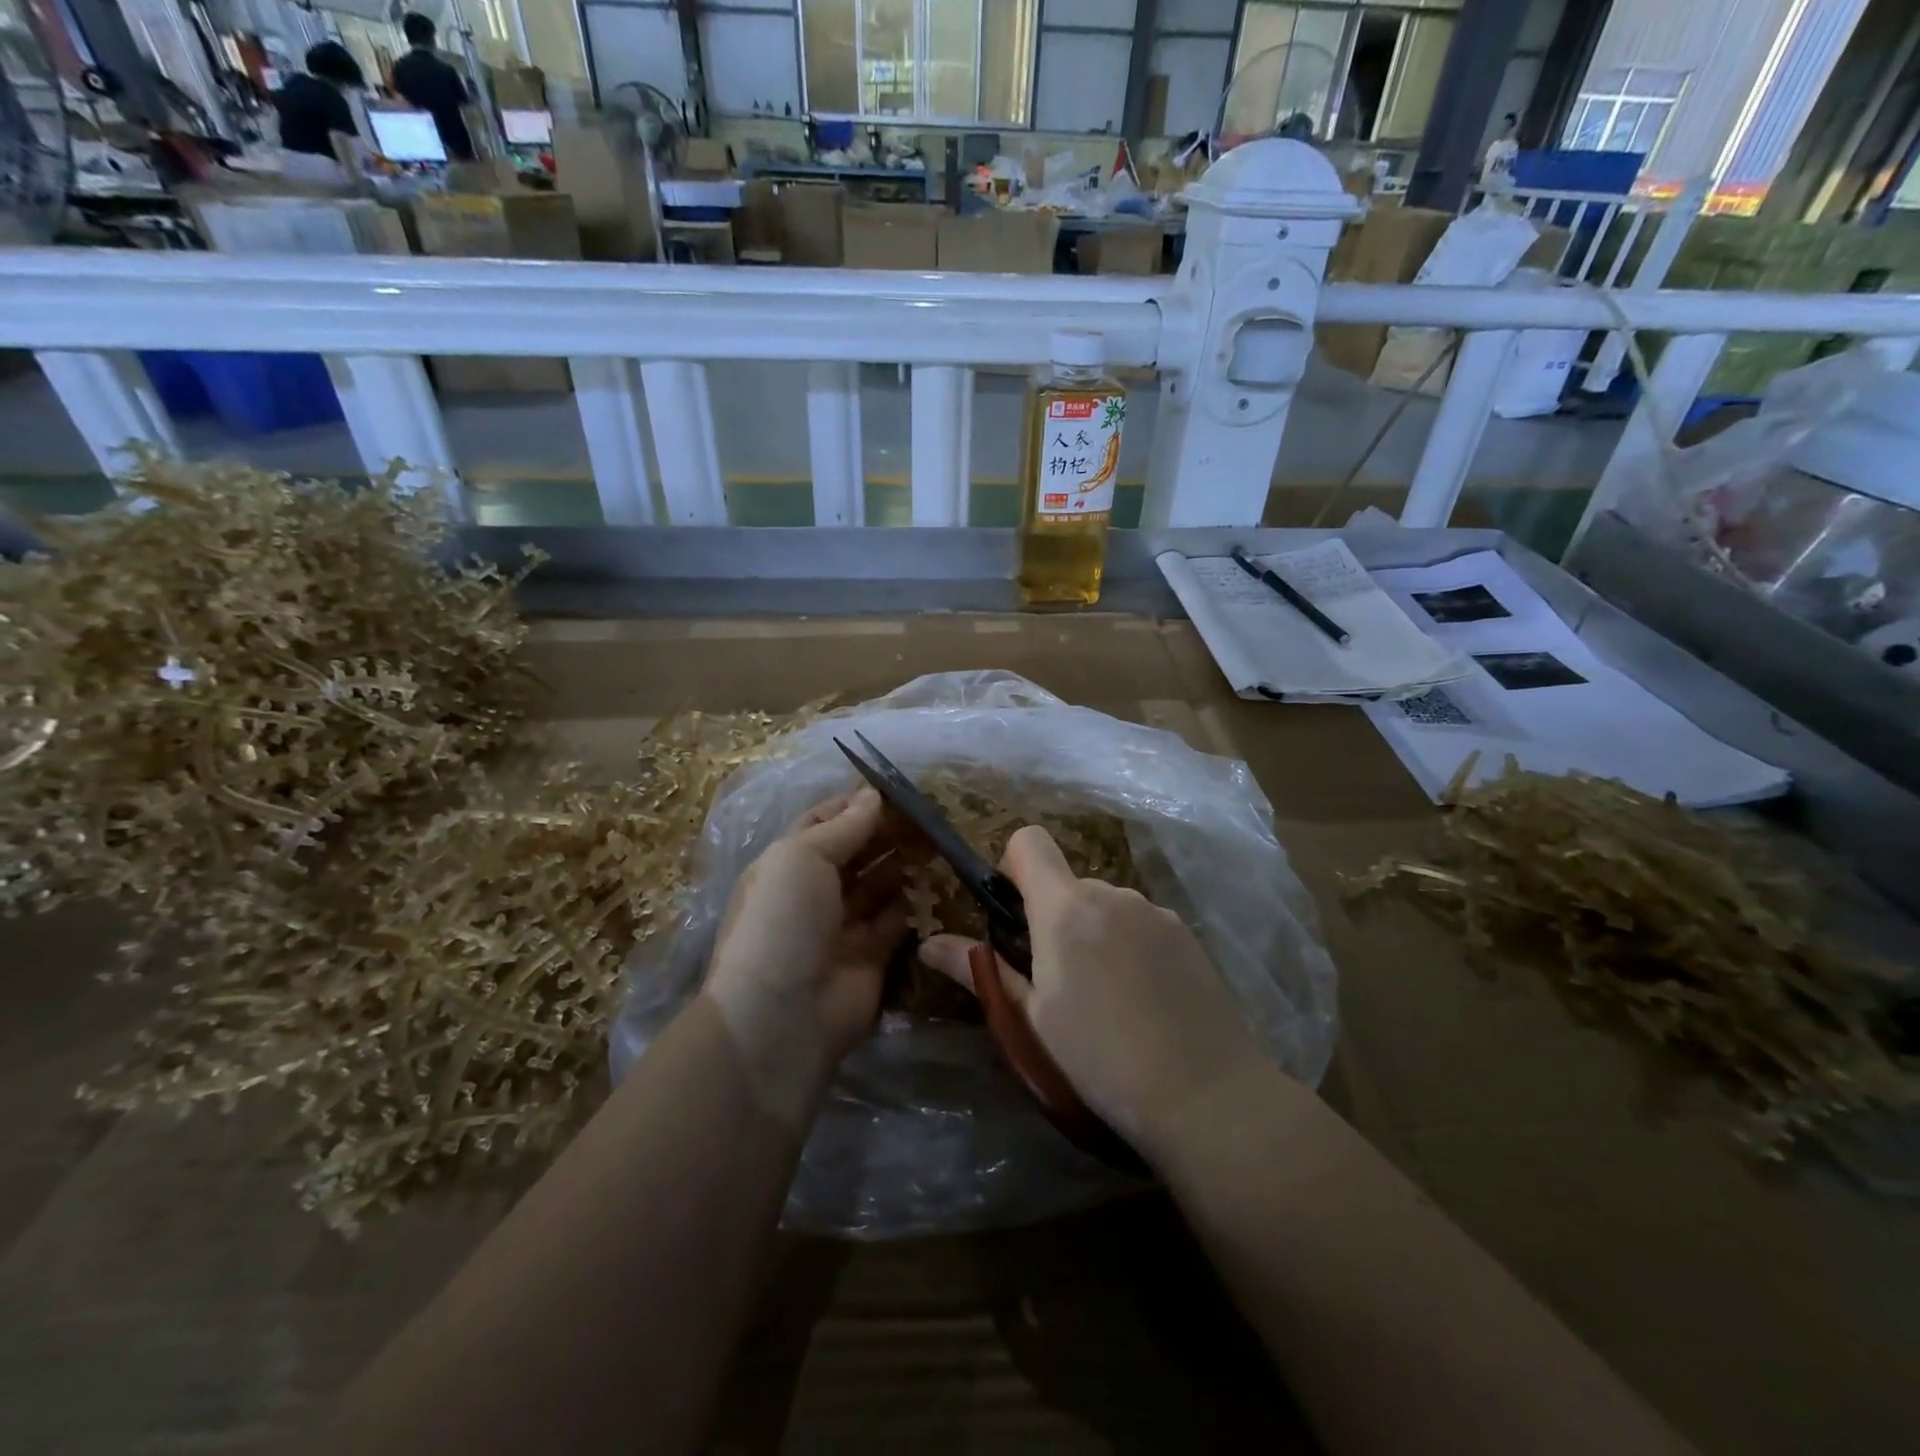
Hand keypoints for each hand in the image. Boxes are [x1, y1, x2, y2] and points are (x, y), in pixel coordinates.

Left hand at [702, 787, 907, 1123]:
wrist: (782, 1014)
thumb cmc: (784, 919)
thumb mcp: (802, 856)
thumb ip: (843, 826)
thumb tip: (873, 795)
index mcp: (787, 864)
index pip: (822, 824)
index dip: (853, 806)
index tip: (893, 790)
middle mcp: (813, 893)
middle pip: (855, 853)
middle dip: (885, 833)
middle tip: (925, 815)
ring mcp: (842, 927)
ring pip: (878, 885)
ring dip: (902, 864)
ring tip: (935, 842)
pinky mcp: (871, 957)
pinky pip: (896, 921)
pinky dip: (913, 903)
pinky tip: (933, 882)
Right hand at [920, 825, 1265, 1162]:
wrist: (1206, 1095)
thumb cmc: (1100, 1059)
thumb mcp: (1030, 1018)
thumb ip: (980, 970)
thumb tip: (928, 943)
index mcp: (1066, 908)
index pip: (1029, 842)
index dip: (1012, 866)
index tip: (1012, 914)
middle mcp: (1111, 894)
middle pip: (1067, 883)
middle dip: (1053, 916)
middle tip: (1056, 981)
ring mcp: (1155, 911)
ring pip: (1105, 906)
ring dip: (1094, 933)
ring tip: (1105, 999)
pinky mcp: (1187, 934)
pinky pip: (1140, 924)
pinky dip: (1129, 946)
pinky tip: (1143, 1001)